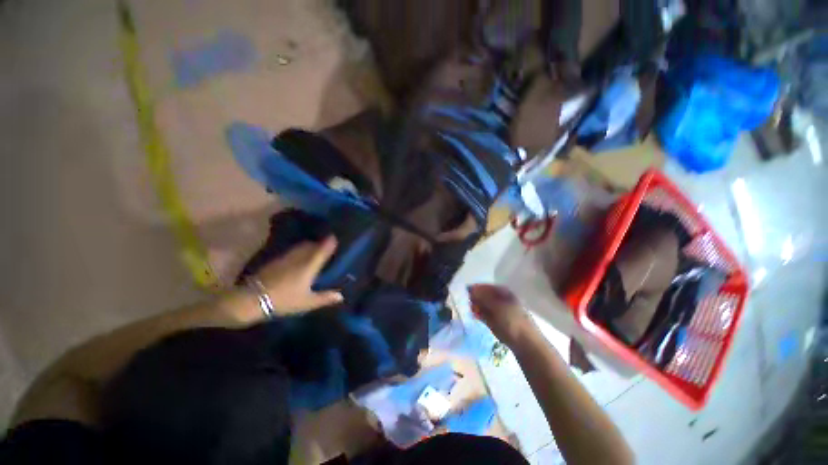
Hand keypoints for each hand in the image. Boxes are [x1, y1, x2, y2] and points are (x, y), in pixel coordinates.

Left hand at [254, 237, 343, 314]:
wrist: (252, 299)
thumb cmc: (284, 300)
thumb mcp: (307, 302)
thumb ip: (325, 298)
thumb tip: (341, 296)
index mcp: (309, 266)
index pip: (321, 251)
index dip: (328, 243)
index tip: (334, 236)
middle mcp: (298, 259)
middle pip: (310, 246)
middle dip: (318, 243)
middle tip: (324, 244)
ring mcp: (285, 259)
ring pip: (299, 248)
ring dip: (307, 246)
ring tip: (312, 248)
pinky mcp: (274, 261)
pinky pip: (290, 252)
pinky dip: (297, 251)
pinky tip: (296, 257)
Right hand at [468, 284, 536, 345]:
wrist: (526, 344)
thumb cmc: (513, 321)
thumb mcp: (497, 306)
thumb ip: (483, 297)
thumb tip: (471, 289)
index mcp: (505, 293)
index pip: (487, 287)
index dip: (477, 288)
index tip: (467, 291)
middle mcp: (501, 300)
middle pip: (485, 296)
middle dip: (476, 298)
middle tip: (469, 302)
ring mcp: (499, 312)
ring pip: (484, 306)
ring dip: (477, 307)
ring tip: (472, 310)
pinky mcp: (496, 323)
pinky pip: (485, 316)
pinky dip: (479, 315)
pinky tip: (475, 316)